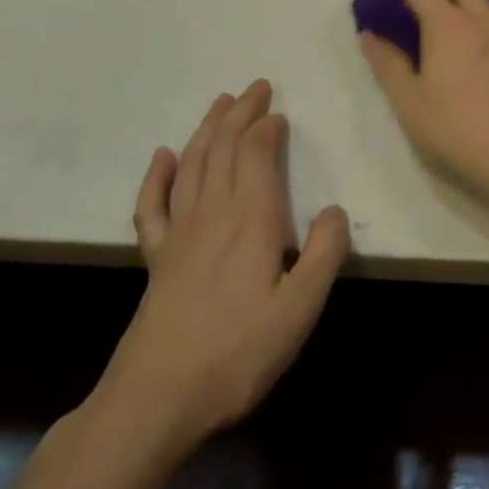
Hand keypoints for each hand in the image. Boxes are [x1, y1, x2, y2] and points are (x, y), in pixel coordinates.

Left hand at [96, 80, 349, 455]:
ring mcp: (178, 234)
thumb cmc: (237, 354)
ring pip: (192, 165)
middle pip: (224, 148)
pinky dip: (156, 177)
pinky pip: (151, 206)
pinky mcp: (155, 259)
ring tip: (219, 103)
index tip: (278, 111)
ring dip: (207, 130)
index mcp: (251, 220)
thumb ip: (324, 255)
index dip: (267, 127)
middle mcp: (213, 214)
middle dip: (240, 114)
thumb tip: (336, 210)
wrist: (155, 401)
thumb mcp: (300, 310)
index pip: (257, 155)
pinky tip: (162, 158)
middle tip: (254, 87)